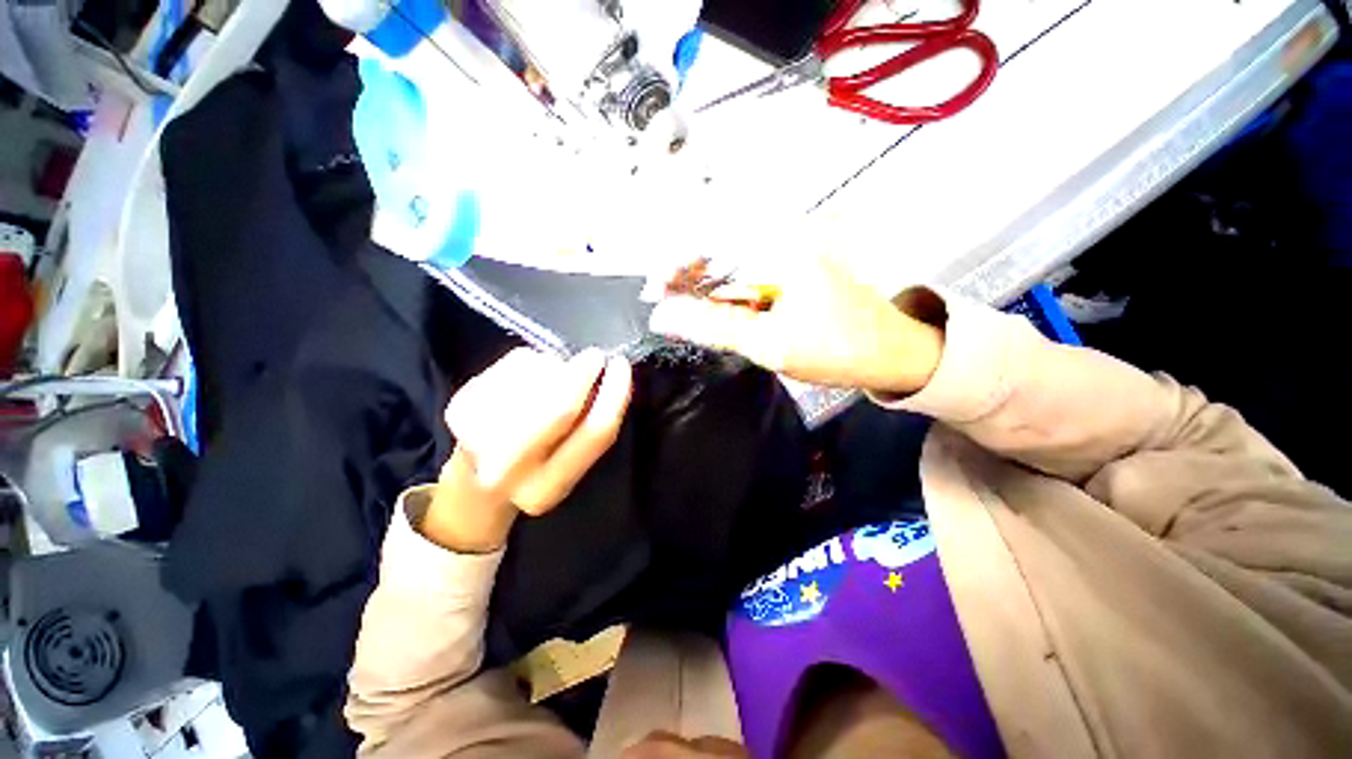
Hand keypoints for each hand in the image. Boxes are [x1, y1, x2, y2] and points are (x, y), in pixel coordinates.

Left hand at [421, 348, 631, 551]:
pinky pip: (511, 367)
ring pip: (535, 381)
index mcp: (546, 491)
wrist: (477, 481)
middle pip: (560, 405)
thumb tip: (610, 375)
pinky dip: (531, 363)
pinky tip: (527, 378)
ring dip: (557, 369)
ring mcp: (475, 439)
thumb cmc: (539, 467)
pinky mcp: (458, 409)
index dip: (615, 393)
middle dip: (584, 373)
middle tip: (594, 357)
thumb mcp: (573, 462)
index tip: (622, 365)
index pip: (595, 433)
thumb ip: (593, 425)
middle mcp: (506, 472)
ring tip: (555, 379)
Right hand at [649, 255, 943, 395]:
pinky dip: (727, 294)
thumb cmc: (836, 350)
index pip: (710, 244)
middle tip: (665, 307)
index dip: (675, 267)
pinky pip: (748, 275)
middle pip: (718, 251)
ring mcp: (790, 251)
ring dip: (705, 289)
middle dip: (687, 279)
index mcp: (780, 248)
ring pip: (731, 264)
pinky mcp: (792, 267)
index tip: (654, 293)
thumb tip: (663, 316)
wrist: (891, 353)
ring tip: (683, 311)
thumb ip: (713, 327)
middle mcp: (784, 238)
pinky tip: (716, 311)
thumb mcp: (769, 343)